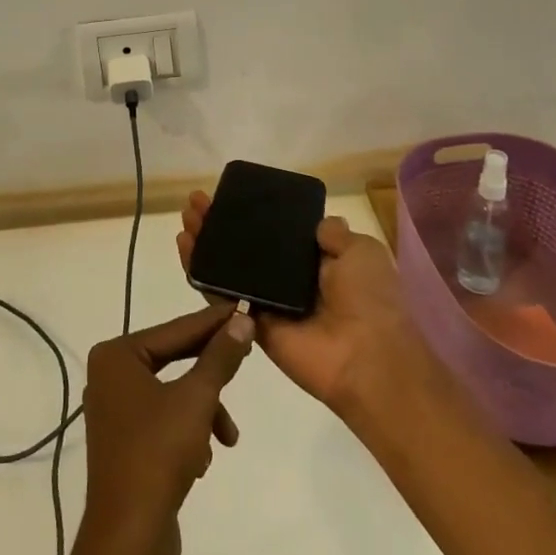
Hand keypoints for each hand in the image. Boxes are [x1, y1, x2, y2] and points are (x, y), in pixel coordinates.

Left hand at [73, 304, 254, 554]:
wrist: (128, 543)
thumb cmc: (157, 455)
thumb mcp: (197, 399)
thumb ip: (220, 357)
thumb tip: (242, 320)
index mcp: (116, 356)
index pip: (175, 328)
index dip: (213, 322)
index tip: (244, 308)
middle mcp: (110, 376)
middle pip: (174, 358)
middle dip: (211, 371)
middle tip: (248, 356)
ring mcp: (116, 411)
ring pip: (175, 393)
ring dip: (205, 411)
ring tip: (227, 436)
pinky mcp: (127, 444)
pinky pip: (166, 420)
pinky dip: (190, 432)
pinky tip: (204, 460)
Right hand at [176, 191, 429, 417]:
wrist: (369, 358)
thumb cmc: (370, 298)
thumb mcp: (362, 251)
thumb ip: (334, 234)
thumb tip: (319, 224)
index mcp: (319, 263)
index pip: (277, 233)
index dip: (253, 215)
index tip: (230, 196)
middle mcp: (291, 281)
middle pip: (246, 248)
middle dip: (221, 224)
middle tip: (197, 203)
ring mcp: (269, 303)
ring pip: (229, 269)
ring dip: (205, 243)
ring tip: (186, 217)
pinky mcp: (252, 324)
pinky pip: (223, 297)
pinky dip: (201, 274)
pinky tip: (184, 247)